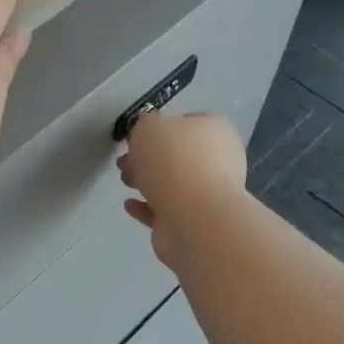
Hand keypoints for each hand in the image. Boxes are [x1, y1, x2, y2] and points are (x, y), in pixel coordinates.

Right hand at [117, 112, 247, 266]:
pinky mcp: (194, 221)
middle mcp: (219, 160)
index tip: (136, 137)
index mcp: (215, 131)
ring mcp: (208, 194)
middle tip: (124, 162)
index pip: (187, 122)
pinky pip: (166, 209)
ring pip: (171, 183)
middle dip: (147, 158)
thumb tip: (148, 135)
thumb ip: (145, 125)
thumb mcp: (149, 126)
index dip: (159, 127)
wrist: (193, 215)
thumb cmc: (173, 160)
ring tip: (125, 182)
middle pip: (177, 155)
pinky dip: (147, 206)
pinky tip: (130, 204)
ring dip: (146, 182)